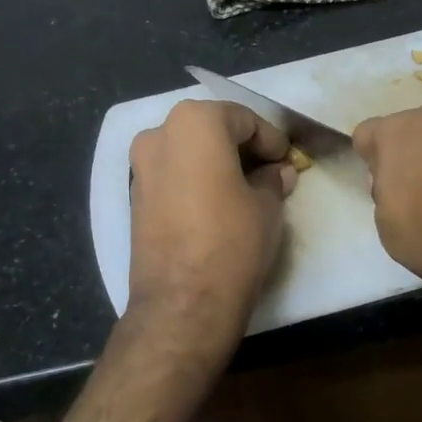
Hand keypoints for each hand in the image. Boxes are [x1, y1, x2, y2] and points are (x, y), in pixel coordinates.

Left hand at [127, 99, 297, 351]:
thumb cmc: (232, 240)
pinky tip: (217, 204)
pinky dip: (195, 181)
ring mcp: (140, 167)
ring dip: (216, 163)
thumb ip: (272, 180)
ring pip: (188, 152)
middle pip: (210, 130)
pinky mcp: (134, 198)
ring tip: (245, 189)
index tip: (286, 160)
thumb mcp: (267, 206)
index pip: (242, 119)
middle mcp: (159, 134)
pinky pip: (172, 176)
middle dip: (241, 148)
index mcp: (194, 123)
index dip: (270, 139)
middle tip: (269, 172)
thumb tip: (278, 173)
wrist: (183, 302)